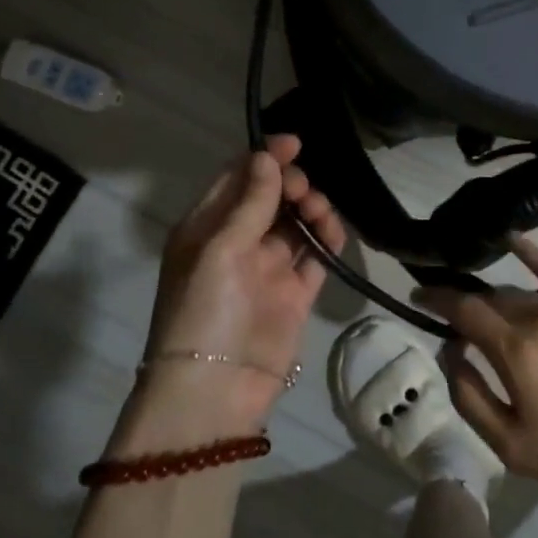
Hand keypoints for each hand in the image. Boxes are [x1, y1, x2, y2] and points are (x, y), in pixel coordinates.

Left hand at [127, 135, 345, 442]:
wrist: (215, 393)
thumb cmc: (204, 311)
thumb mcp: (218, 250)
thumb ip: (248, 203)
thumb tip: (266, 156)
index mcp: (206, 227)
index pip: (237, 177)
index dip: (265, 157)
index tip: (294, 143)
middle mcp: (236, 242)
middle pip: (270, 196)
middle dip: (292, 184)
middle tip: (304, 193)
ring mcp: (267, 269)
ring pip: (296, 222)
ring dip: (312, 210)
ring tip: (321, 217)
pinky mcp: (294, 294)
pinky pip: (314, 256)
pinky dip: (326, 241)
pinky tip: (332, 237)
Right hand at [417, 234, 537, 508]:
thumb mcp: (509, 444)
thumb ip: (469, 395)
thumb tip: (449, 351)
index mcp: (515, 349)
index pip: (463, 309)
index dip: (436, 299)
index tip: (417, 296)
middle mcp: (537, 317)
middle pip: (489, 300)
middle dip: (463, 303)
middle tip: (448, 315)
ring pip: (517, 293)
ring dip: (494, 301)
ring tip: (481, 309)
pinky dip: (531, 254)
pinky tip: (512, 237)